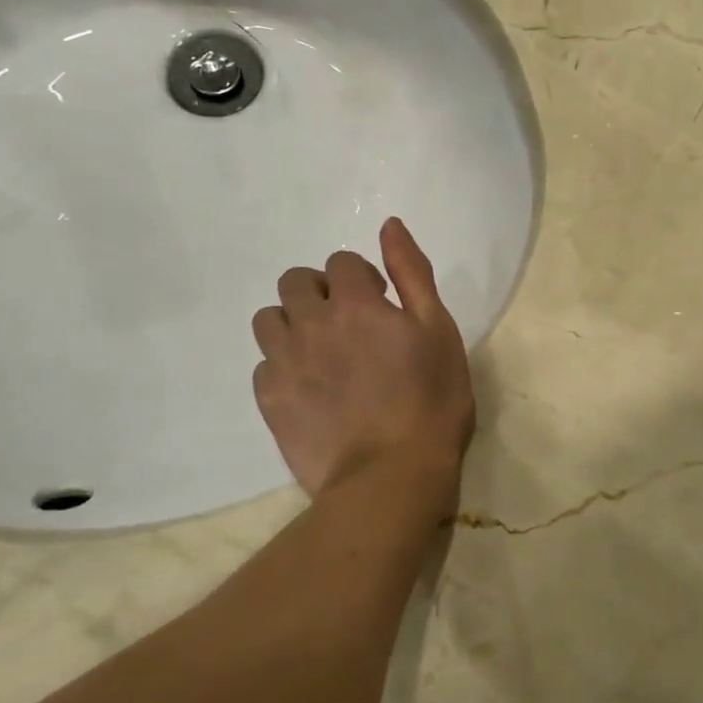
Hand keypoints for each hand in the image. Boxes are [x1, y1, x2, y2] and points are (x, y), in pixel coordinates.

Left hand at [252, 217, 473, 521]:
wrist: (391, 476)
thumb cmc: (430, 399)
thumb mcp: (438, 329)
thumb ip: (412, 272)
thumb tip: (389, 225)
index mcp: (355, 303)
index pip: (341, 262)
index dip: (362, 278)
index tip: (381, 305)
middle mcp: (311, 324)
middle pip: (295, 282)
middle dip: (320, 292)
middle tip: (348, 324)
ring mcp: (285, 363)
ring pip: (269, 320)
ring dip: (293, 324)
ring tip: (322, 353)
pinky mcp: (270, 401)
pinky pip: (263, 366)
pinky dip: (283, 366)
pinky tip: (310, 389)